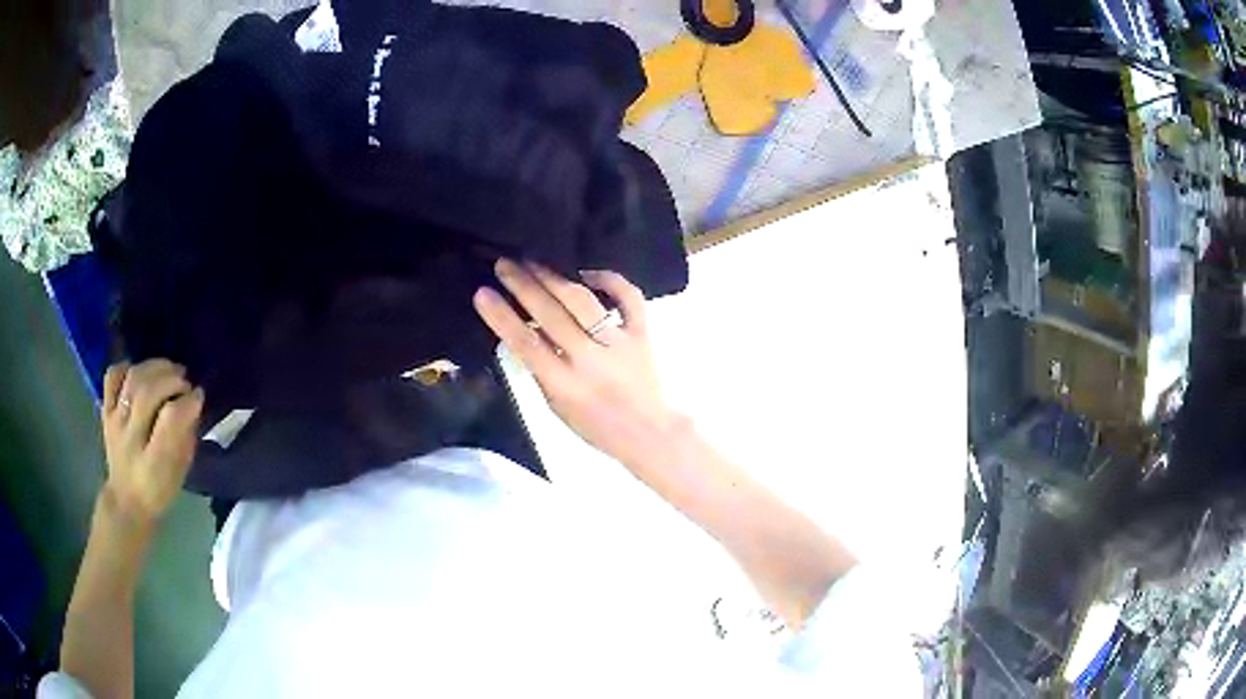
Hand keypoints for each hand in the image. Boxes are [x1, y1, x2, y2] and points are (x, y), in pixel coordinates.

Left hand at [101, 359, 203, 526]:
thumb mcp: (179, 473)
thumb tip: (193, 403)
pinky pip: (112, 377)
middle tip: (186, 382)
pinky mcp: (106, 411)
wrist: (126, 502)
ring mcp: (115, 422)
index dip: (187, 401)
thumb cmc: (158, 490)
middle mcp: (131, 439)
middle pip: (148, 392)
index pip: (171, 418)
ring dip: (155, 367)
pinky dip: (126, 367)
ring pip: (132, 380)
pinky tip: (139, 372)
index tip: (199, 397)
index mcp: (154, 463)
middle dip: (172, 380)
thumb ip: (185, 437)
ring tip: (169, 370)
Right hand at [473, 259, 684, 465]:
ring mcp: (619, 343)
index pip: (526, 343)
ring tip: (533, 262)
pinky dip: (609, 279)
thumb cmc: (596, 425)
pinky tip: (586, 272)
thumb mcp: (557, 406)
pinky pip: (628, 297)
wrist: (650, 433)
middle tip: (504, 264)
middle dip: (523, 285)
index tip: (482, 293)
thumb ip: (539, 370)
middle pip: (551, 314)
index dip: (501, 316)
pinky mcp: (643, 333)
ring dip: (554, 278)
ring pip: (583, 302)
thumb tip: (519, 332)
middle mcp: (590, 360)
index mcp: (564, 384)